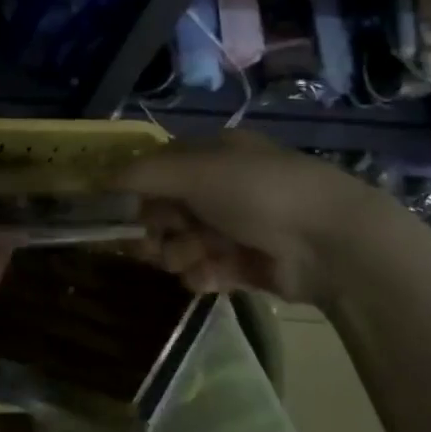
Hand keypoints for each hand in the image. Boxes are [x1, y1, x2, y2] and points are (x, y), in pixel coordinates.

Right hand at [114, 130, 382, 303]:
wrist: (330, 242)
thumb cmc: (256, 191)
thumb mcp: (194, 170)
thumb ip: (142, 175)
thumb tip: (100, 182)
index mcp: (213, 155)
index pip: (159, 170)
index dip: (134, 190)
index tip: (113, 213)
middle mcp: (223, 188)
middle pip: (168, 210)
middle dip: (153, 228)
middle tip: (145, 243)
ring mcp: (238, 228)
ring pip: (184, 243)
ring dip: (177, 253)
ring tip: (187, 259)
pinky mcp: (250, 265)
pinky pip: (209, 270)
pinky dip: (203, 274)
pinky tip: (206, 276)